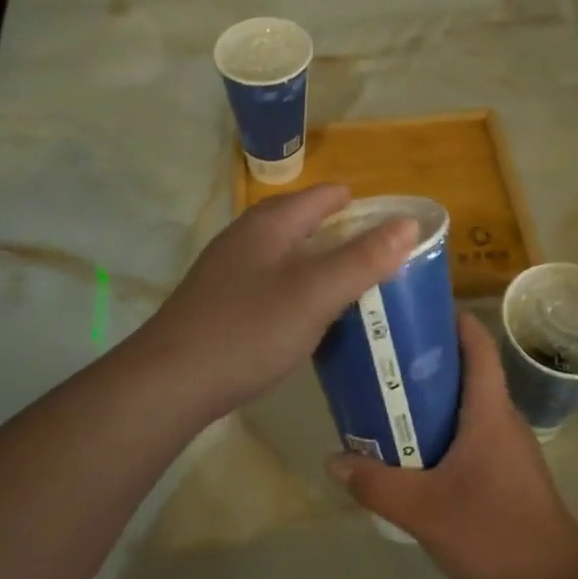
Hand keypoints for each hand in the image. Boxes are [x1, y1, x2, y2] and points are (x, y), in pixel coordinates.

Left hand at [133, 184, 417, 424]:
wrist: (169, 382)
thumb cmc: (247, 330)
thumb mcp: (314, 294)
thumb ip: (362, 258)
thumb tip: (408, 222)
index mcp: (270, 224)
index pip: (325, 196)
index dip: (363, 206)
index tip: (398, 226)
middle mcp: (247, 237)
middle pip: (304, 222)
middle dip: (344, 235)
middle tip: (385, 261)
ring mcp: (229, 270)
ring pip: (287, 254)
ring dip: (321, 264)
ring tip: (356, 287)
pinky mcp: (221, 302)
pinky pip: (273, 283)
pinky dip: (299, 289)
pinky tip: (310, 316)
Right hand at [327, 311, 577, 578]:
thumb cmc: (496, 534)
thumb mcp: (425, 510)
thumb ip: (375, 484)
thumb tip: (332, 459)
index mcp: (489, 410)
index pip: (477, 344)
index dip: (450, 318)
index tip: (411, 309)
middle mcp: (500, 419)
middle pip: (464, 371)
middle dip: (422, 359)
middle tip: (377, 357)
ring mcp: (505, 448)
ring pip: (462, 406)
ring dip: (426, 399)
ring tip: (382, 400)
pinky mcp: (503, 474)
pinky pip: (465, 435)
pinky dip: (436, 431)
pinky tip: (406, 452)